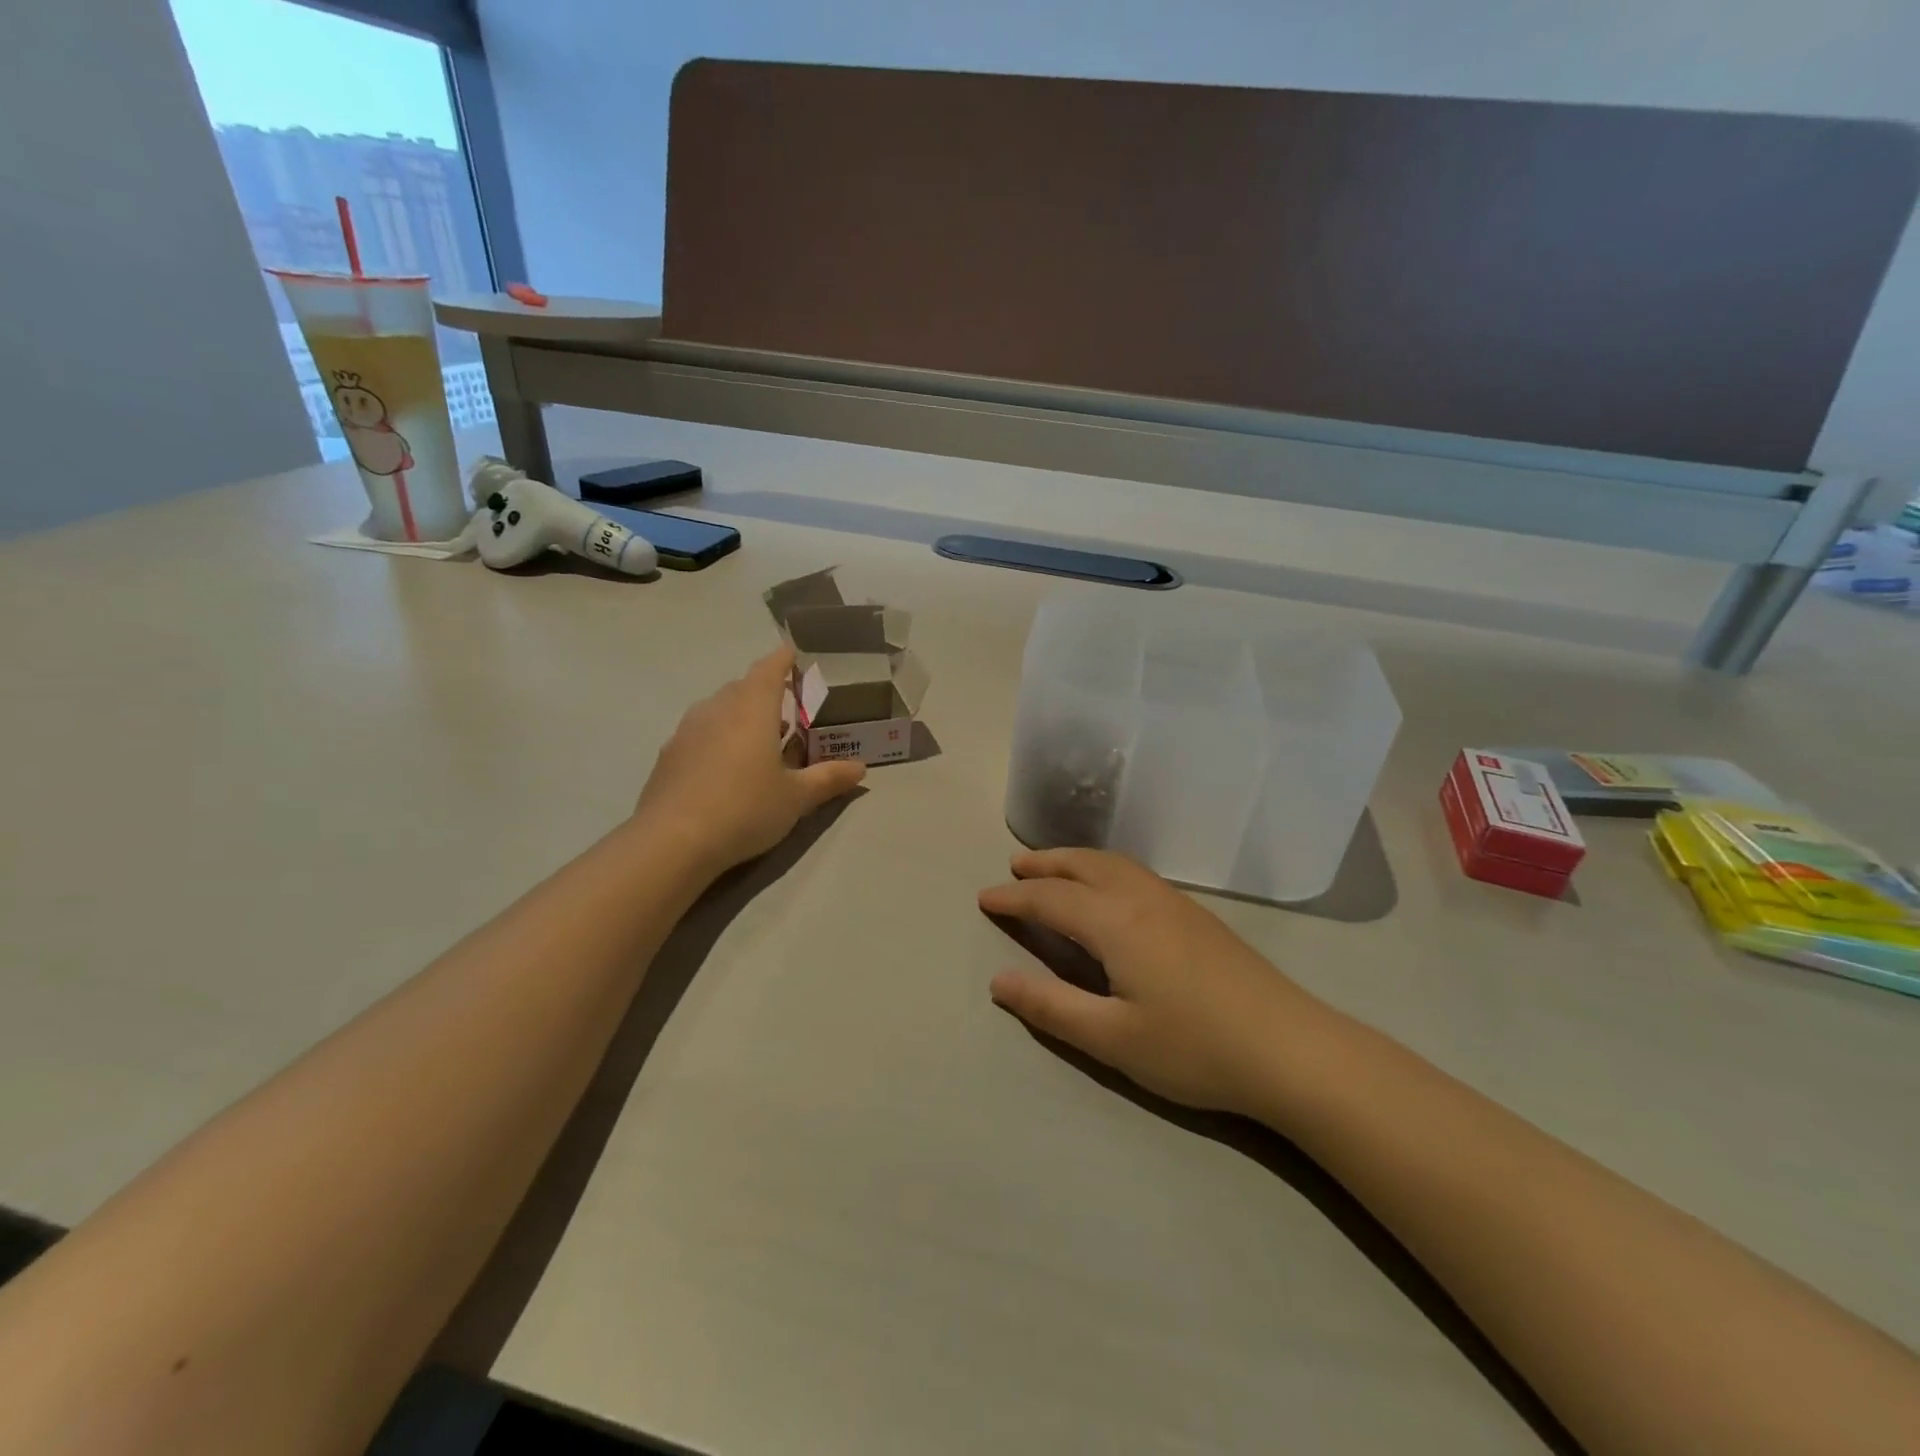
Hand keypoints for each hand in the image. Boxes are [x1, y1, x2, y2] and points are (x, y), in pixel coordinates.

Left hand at [635, 646, 865, 872]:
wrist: (672, 841)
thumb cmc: (745, 808)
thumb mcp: (796, 797)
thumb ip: (828, 779)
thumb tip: (860, 769)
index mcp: (752, 708)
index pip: (770, 667)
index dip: (785, 659)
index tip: (798, 657)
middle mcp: (717, 708)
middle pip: (744, 687)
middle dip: (768, 693)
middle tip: (791, 712)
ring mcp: (687, 730)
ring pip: (720, 710)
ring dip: (742, 717)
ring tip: (762, 743)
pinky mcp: (669, 755)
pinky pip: (701, 733)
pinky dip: (719, 739)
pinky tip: (728, 770)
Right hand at [979, 849, 1322, 1117]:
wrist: (1292, 1049)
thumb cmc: (1195, 1047)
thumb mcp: (1113, 1038)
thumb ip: (1051, 1006)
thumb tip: (998, 981)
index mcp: (1116, 922)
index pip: (1051, 898)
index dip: (1014, 897)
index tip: (984, 898)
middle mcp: (1142, 898)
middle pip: (1083, 865)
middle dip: (1045, 863)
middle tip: (1015, 866)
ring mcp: (1175, 903)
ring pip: (1114, 864)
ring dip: (1076, 860)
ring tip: (1054, 868)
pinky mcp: (1197, 915)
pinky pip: (1135, 873)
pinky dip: (1105, 868)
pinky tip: (1110, 890)